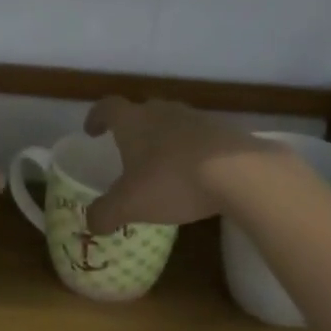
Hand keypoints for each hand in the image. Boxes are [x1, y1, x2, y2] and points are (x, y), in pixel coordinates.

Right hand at [82, 97, 266, 234]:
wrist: (240, 172)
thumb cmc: (173, 181)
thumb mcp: (130, 205)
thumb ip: (106, 213)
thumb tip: (90, 222)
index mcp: (133, 121)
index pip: (107, 107)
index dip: (96, 117)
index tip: (92, 131)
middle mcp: (161, 111)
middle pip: (142, 111)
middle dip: (133, 128)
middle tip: (129, 150)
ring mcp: (196, 118)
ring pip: (172, 122)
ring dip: (164, 138)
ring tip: (164, 164)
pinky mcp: (224, 131)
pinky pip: (199, 136)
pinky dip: (192, 150)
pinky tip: (197, 173)